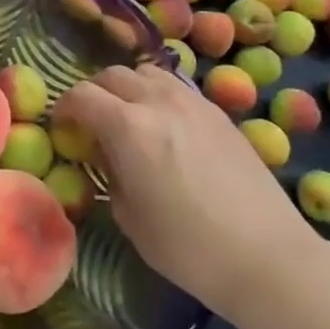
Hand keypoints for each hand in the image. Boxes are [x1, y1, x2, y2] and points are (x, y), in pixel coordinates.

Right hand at [54, 65, 318, 314]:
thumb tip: (108, 157)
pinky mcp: (220, 113)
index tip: (62, 128)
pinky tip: (167, 126)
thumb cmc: (188, 248)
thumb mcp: (130, 217)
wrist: (267, 256)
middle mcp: (158, 102)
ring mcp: (193, 102)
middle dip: (94, 92)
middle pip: (113, 75)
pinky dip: (160, 95)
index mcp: (128, 127)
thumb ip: (110, 175)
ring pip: (148, 72)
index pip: (82, 96)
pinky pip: (177, 87)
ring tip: (130, 117)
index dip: (64, 108)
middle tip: (92, 121)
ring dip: (129, 88)